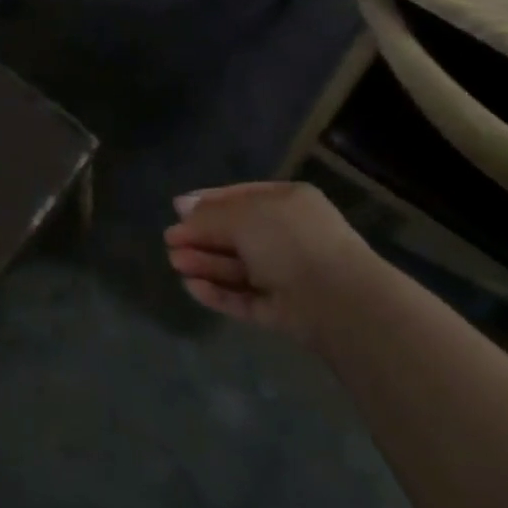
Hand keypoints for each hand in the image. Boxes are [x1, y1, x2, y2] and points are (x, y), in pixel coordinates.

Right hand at [163, 181, 387, 344]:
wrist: (337, 300)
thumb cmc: (290, 241)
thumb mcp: (243, 216)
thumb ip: (209, 215)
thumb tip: (181, 206)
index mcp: (287, 203)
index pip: (241, 197)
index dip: (208, 203)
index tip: (177, 209)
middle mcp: (288, 236)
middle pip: (235, 234)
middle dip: (202, 237)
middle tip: (170, 242)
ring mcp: (286, 275)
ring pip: (237, 267)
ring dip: (205, 263)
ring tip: (175, 263)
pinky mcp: (281, 310)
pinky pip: (244, 297)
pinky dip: (218, 292)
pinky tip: (192, 287)